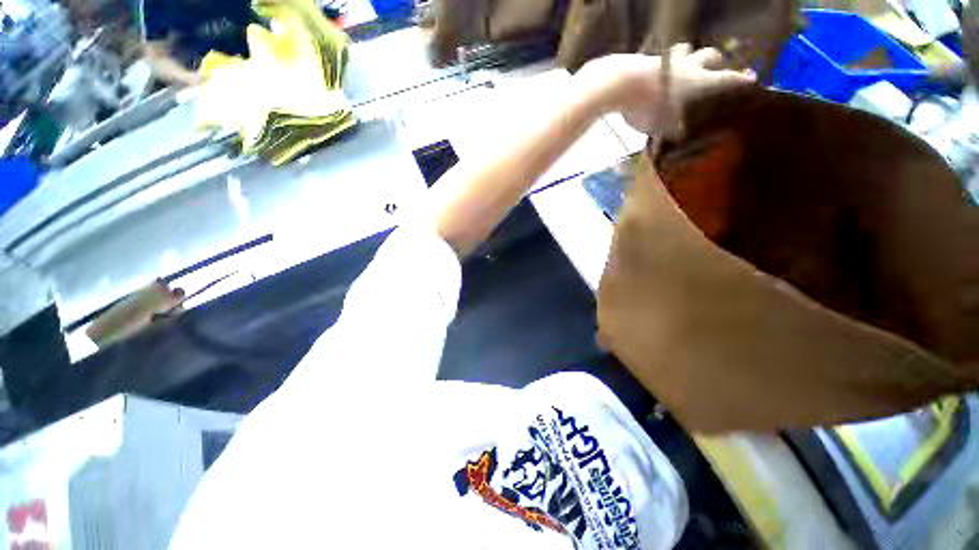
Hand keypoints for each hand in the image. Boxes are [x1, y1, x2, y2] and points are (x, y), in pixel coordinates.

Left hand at [576, 44, 755, 136]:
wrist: (622, 84)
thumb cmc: (647, 107)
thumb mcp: (664, 127)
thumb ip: (675, 131)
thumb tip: (679, 136)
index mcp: (699, 81)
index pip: (728, 79)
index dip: (741, 80)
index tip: (751, 78)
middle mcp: (688, 65)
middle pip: (710, 54)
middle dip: (716, 61)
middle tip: (715, 68)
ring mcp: (668, 58)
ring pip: (686, 50)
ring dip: (689, 56)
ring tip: (686, 64)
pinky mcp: (648, 57)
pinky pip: (662, 56)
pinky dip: (665, 61)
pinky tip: (658, 69)